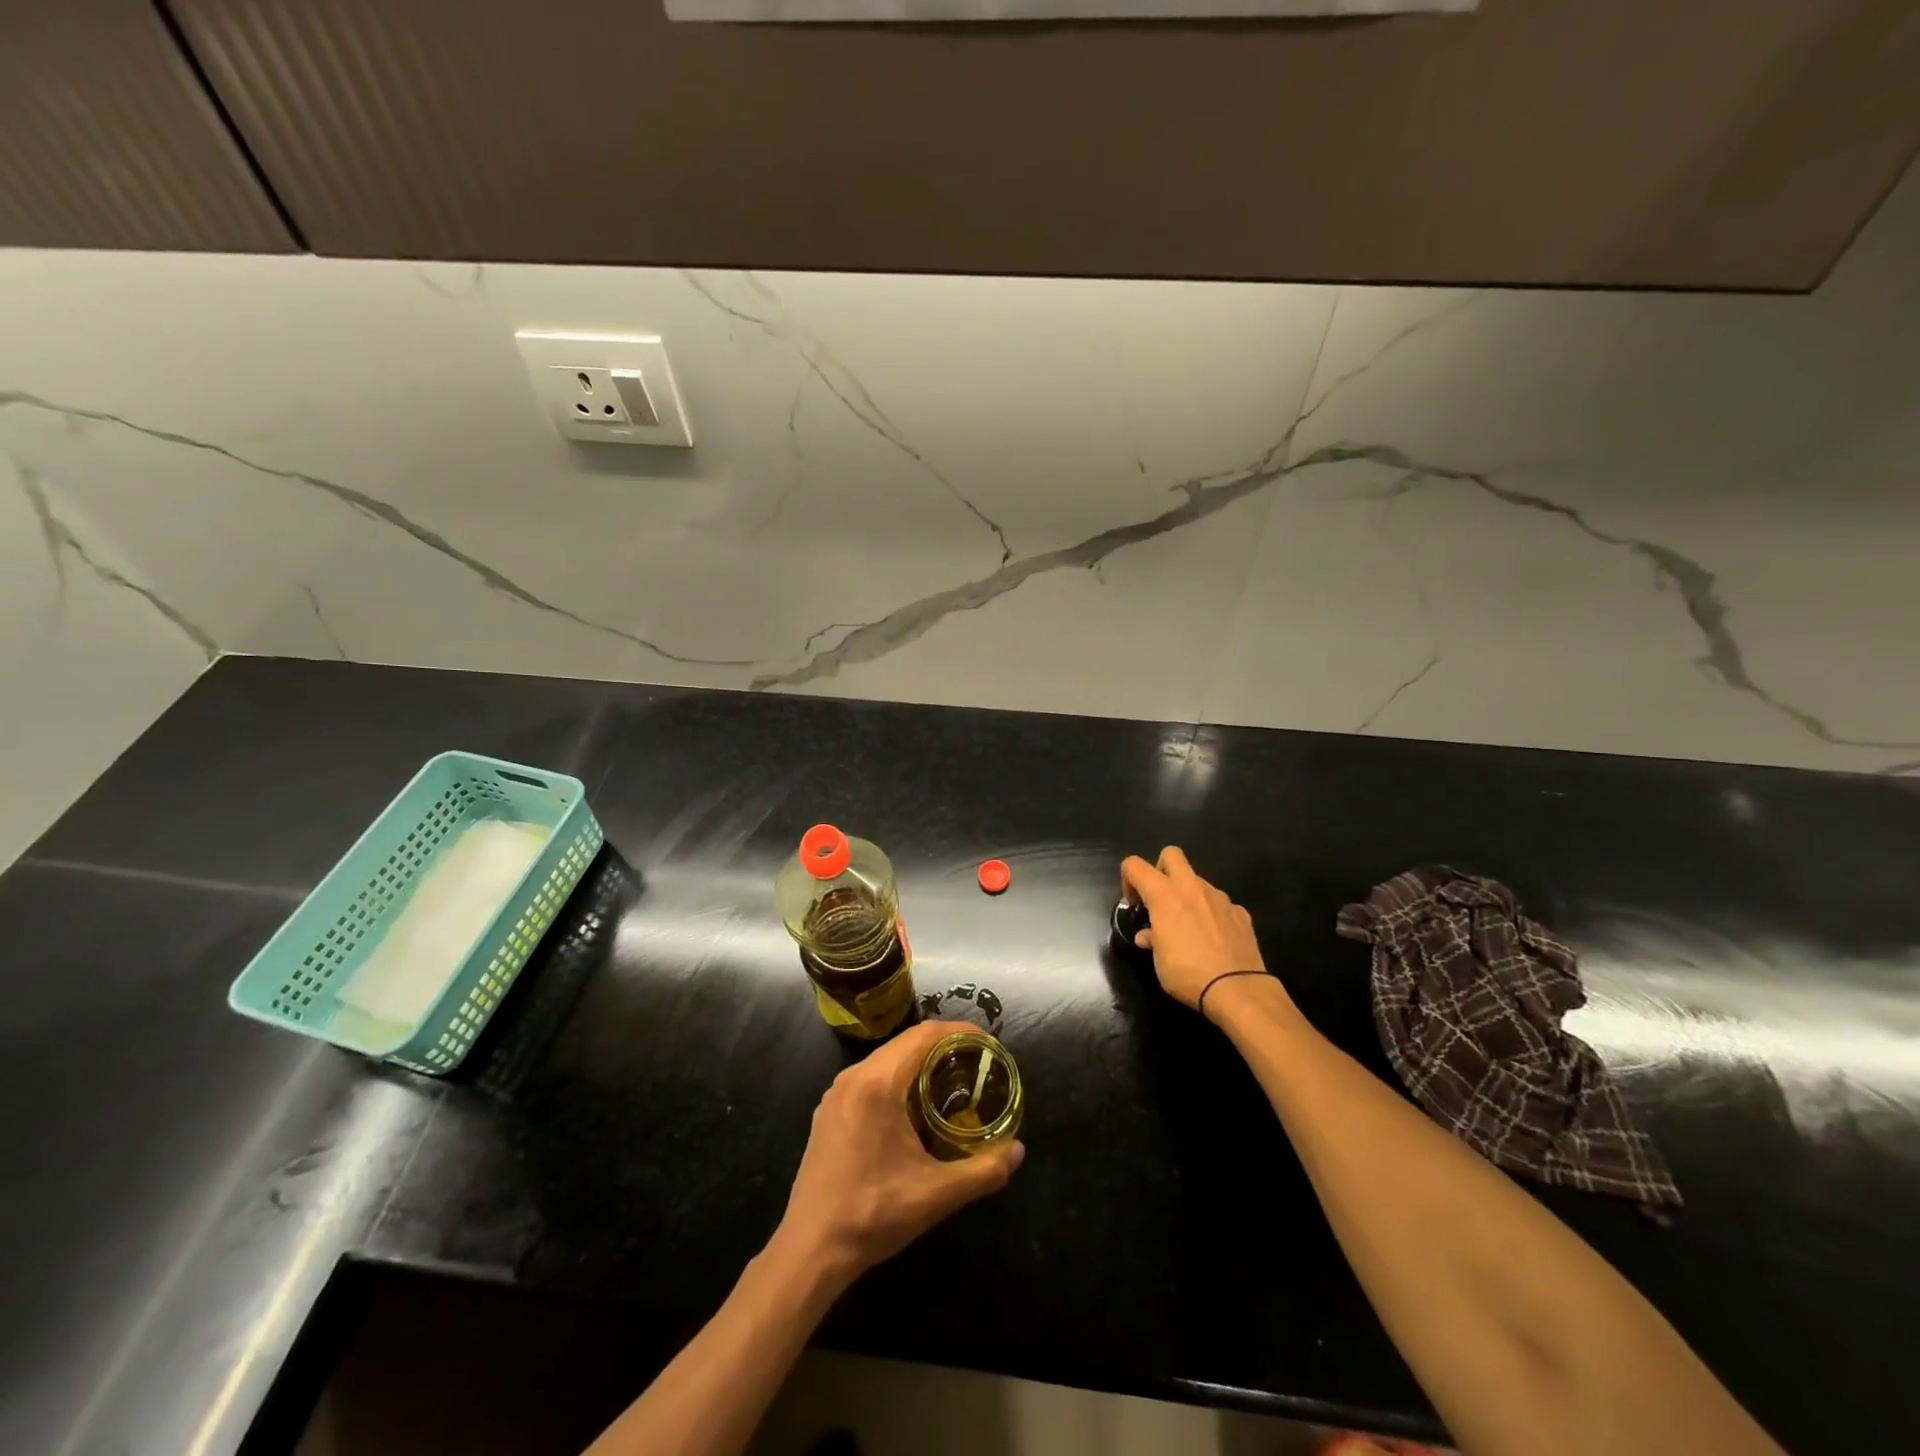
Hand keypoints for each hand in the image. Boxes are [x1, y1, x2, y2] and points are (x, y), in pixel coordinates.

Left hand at [772, 1020, 1023, 1289]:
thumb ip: (983, 1170)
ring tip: (952, 1083)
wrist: (810, 1250)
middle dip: (944, 1047)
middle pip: (906, 1043)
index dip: (960, 1032)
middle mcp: (854, 1077)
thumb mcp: (936, 1195)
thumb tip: (1018, 1151)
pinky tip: (914, 1109)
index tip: (988, 1043)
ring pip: (887, 1059)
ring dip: (919, 1063)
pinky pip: (870, 1078)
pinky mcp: (828, 1111)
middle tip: (977, 1065)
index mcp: (878, 1084)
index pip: (925, 1035)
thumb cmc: (873, 1215)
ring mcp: (836, 1093)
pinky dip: (898, 1079)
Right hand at [1120, 846, 1267, 1014]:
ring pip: (1198, 881)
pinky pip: (1220, 904)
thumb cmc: (1188, 972)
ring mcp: (1219, 898)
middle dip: (1161, 869)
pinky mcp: (1240, 912)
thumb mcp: (1159, 961)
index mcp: (1164, 895)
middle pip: (1171, 855)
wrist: (1237, 988)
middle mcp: (1192, 887)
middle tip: (1161, 899)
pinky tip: (1214, 938)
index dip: (1128, 879)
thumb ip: (1152, 939)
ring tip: (1190, 927)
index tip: (1135, 904)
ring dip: (1189, 896)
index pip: (1135, 865)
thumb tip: (1148, 936)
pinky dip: (1212, 914)